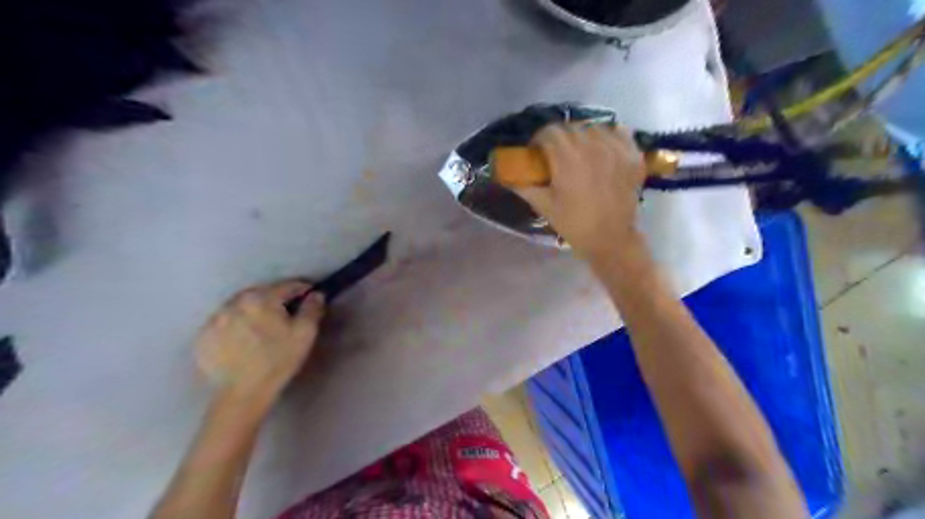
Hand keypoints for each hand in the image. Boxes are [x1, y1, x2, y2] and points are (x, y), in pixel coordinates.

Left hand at [194, 279, 324, 405]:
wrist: (243, 394)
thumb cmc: (279, 360)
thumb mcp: (305, 334)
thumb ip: (312, 309)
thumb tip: (316, 294)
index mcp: (261, 298)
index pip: (287, 286)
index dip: (303, 290)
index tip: (311, 297)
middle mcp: (233, 302)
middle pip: (261, 293)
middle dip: (276, 299)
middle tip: (287, 314)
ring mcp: (214, 319)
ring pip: (240, 306)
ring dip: (254, 310)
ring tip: (263, 326)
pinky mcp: (203, 336)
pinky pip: (224, 322)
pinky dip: (235, 324)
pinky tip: (244, 339)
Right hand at [514, 124, 648, 262]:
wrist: (610, 239)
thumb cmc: (574, 224)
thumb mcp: (544, 206)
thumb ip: (524, 186)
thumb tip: (507, 176)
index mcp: (568, 160)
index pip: (549, 132)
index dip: (539, 139)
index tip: (537, 152)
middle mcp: (592, 148)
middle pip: (571, 128)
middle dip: (559, 138)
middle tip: (556, 155)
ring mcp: (615, 149)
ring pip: (594, 128)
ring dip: (583, 136)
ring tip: (580, 153)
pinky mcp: (632, 156)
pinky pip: (619, 131)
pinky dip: (608, 135)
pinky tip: (603, 148)